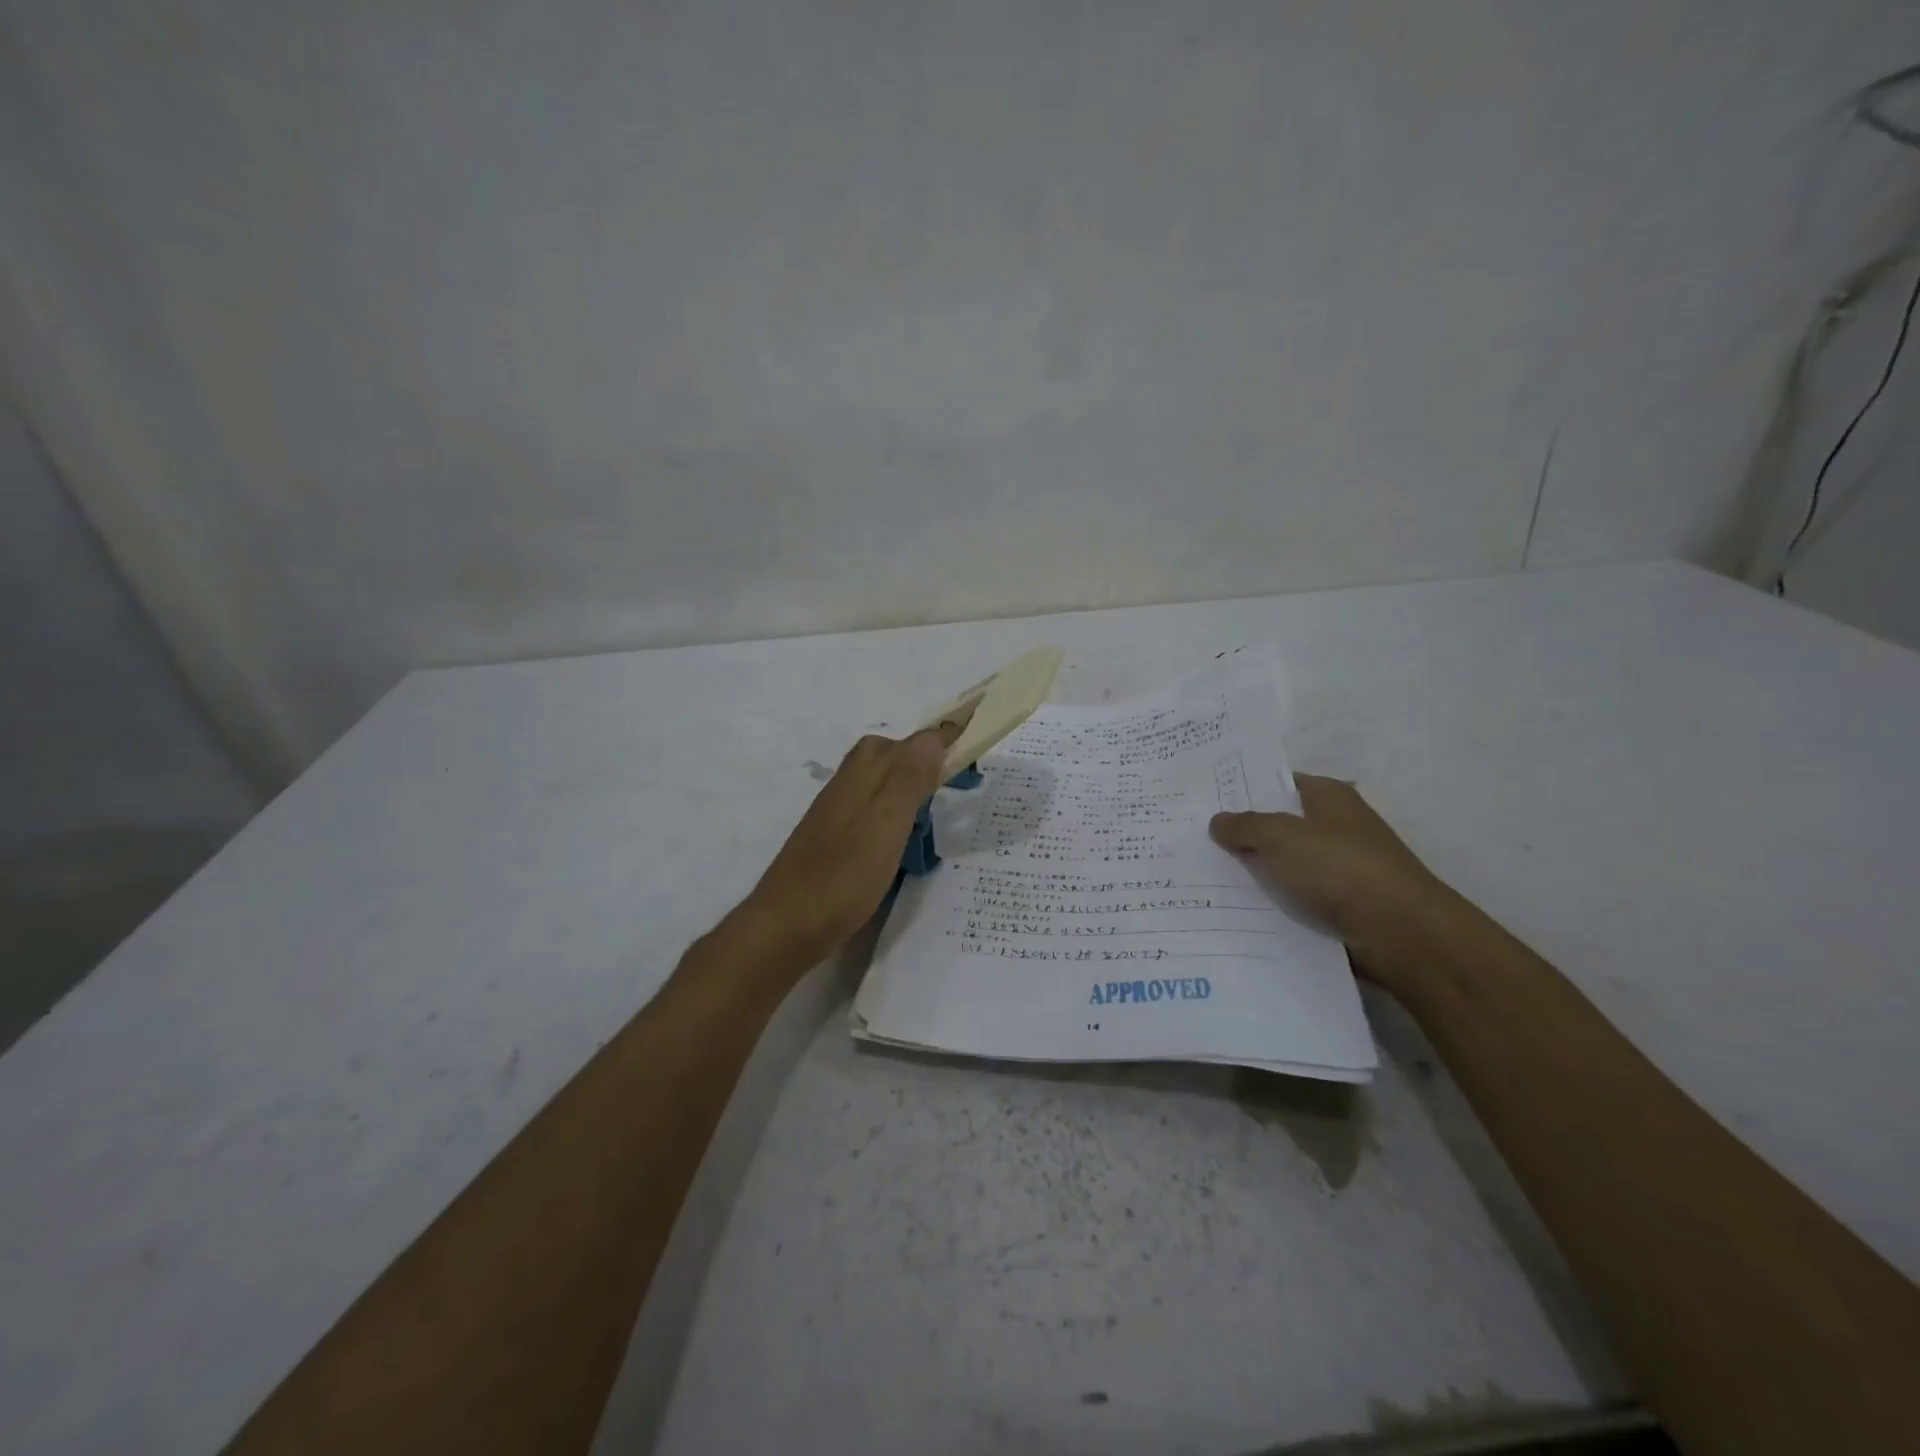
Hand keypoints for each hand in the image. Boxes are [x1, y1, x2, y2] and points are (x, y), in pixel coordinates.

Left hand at [736, 728, 951, 965]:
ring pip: (875, 786)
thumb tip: (933, 736)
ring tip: (928, 817)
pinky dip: (889, 817)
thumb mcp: (885, 823)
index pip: (905, 743)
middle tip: (946, 786)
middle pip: (884, 756)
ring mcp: (834, 815)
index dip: (937, 742)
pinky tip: (898, 844)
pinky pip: (867, 813)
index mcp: (861, 777)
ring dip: (904, 790)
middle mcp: (844, 787)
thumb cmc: (843, 875)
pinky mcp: (830, 842)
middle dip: (917, 761)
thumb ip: (908, 778)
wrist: (787, 925)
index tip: (967, 747)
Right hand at [1209, 774, 1460, 993]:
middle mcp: (1336, 827)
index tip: (1204, 798)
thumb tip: (1218, 821)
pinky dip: (1271, 904)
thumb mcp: (1280, 837)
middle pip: (1279, 825)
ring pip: (1284, 866)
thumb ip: (1245, 825)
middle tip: (1193, 837)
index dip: (1243, 788)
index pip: (1279, 782)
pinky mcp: (1341, 906)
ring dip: (1254, 873)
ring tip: (1203, 877)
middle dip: (1242, 833)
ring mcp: (1341, 869)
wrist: (1400, 934)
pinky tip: (1235, 910)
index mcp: (1329, 797)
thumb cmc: (1340, 868)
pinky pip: (1295, 899)